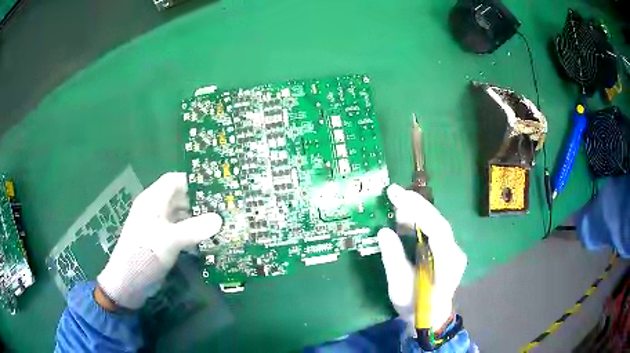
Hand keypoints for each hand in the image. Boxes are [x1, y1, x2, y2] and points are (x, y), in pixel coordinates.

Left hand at [97, 172, 221, 309]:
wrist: (128, 283)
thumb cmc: (145, 254)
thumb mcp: (170, 240)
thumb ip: (195, 229)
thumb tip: (220, 219)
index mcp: (153, 201)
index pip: (174, 181)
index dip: (193, 181)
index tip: (215, 187)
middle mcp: (154, 210)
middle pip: (179, 198)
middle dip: (199, 202)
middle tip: (222, 209)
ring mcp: (157, 227)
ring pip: (180, 216)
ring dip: (197, 220)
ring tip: (219, 226)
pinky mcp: (160, 242)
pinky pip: (179, 232)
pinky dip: (192, 235)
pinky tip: (206, 242)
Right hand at [377, 184, 466, 329]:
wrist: (432, 317)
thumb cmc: (415, 305)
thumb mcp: (398, 286)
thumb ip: (393, 258)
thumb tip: (384, 231)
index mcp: (447, 264)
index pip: (437, 230)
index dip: (418, 211)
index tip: (398, 197)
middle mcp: (455, 252)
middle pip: (438, 221)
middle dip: (416, 204)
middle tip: (394, 191)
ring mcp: (453, 250)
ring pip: (437, 222)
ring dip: (417, 211)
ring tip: (396, 203)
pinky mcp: (447, 249)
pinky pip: (434, 230)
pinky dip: (419, 221)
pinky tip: (405, 218)